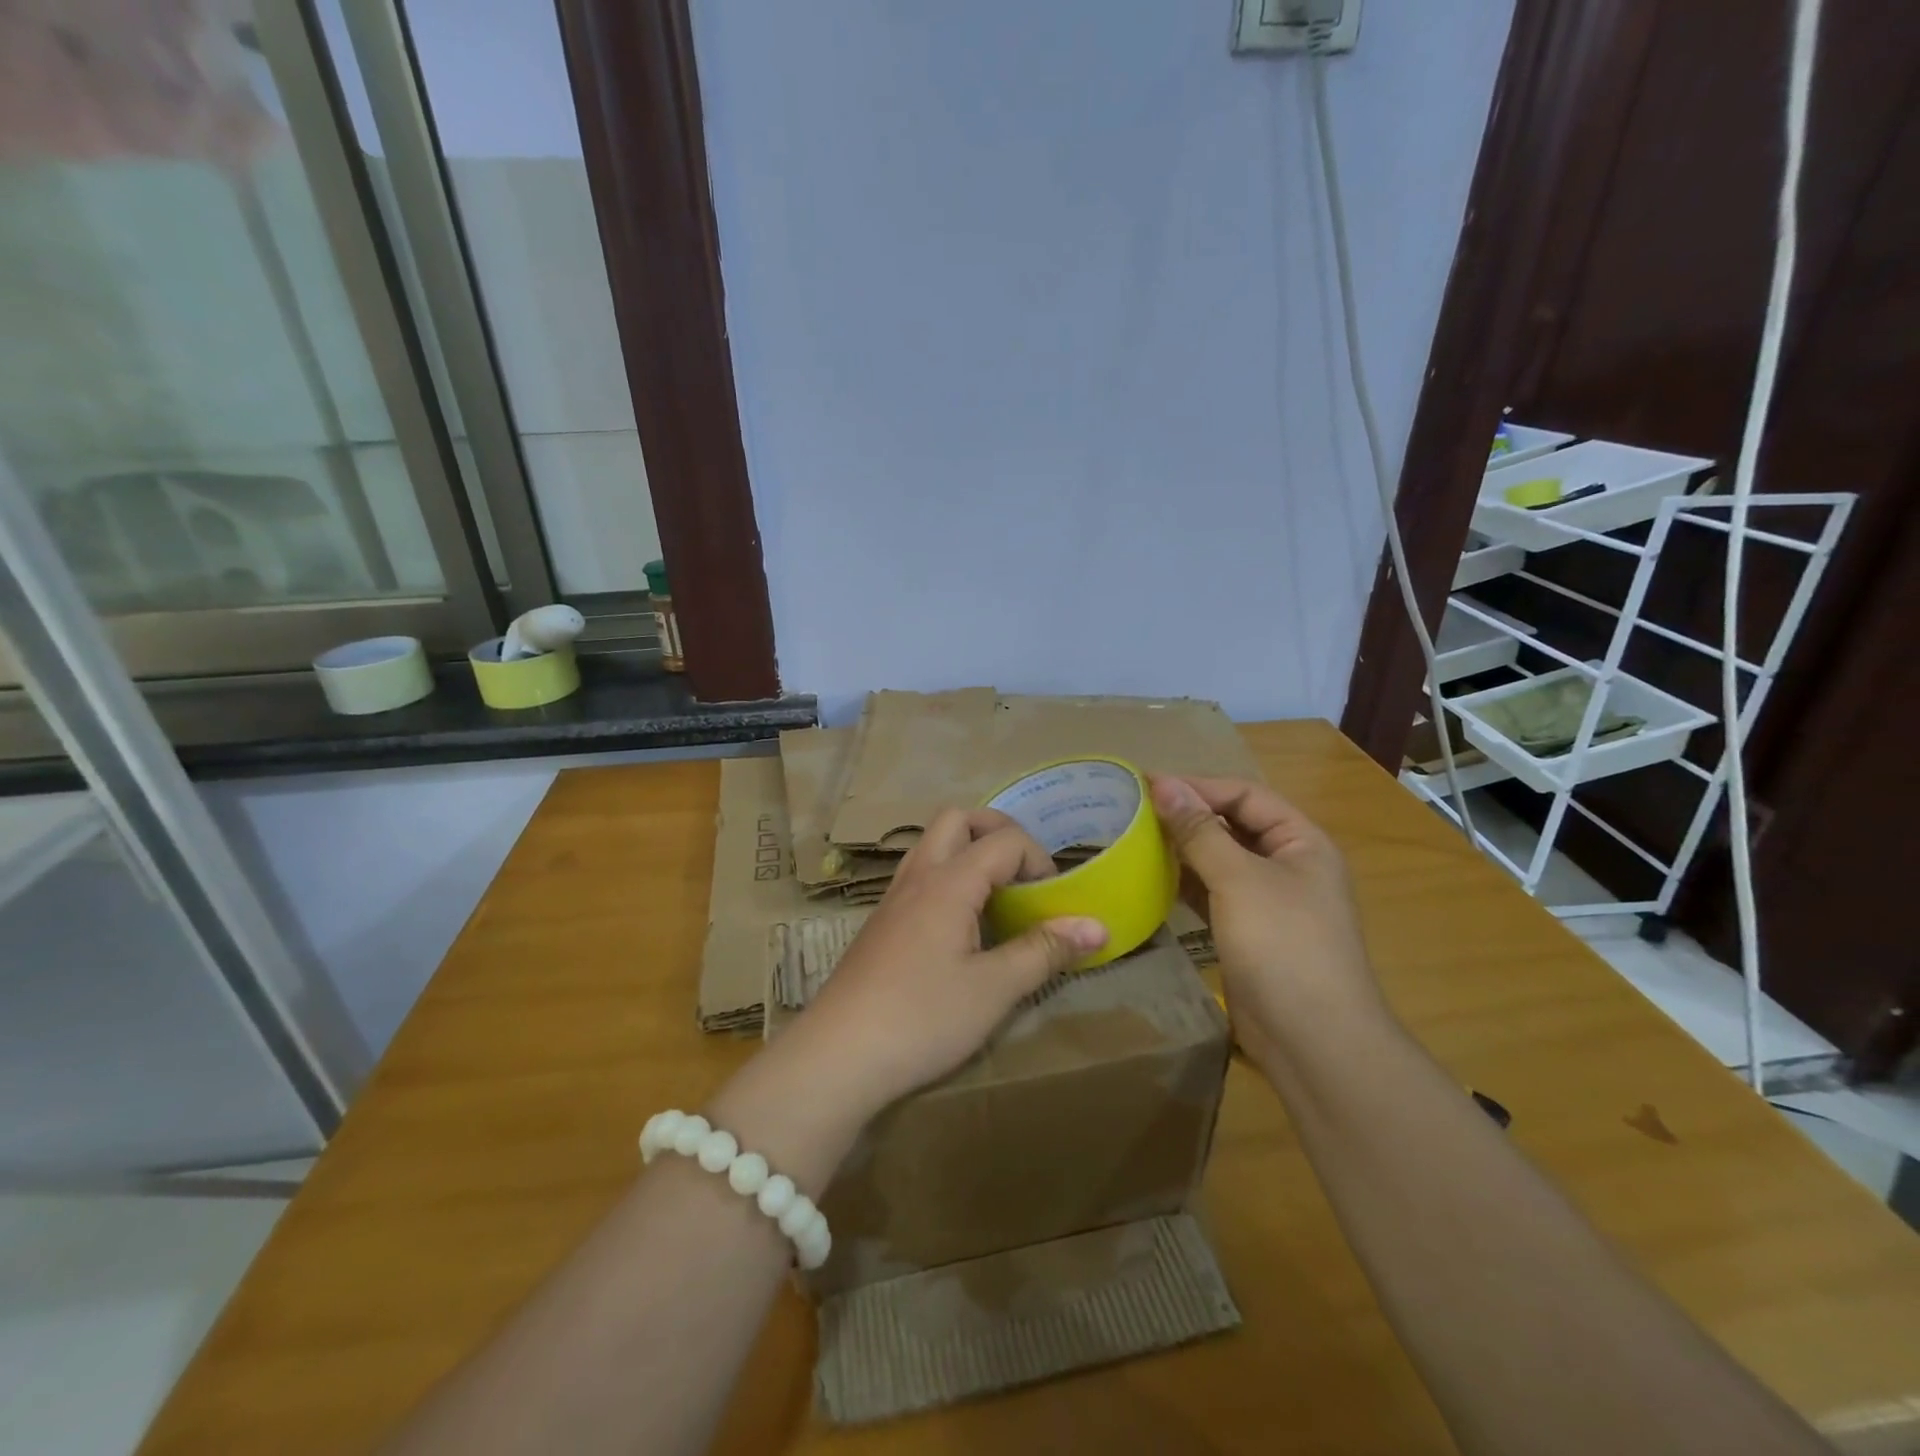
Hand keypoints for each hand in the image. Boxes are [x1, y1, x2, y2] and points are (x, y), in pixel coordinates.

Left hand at [792, 808, 1107, 1117]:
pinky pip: (918, 874)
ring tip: (996, 893)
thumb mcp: (994, 989)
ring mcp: (893, 897)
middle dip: (998, 831)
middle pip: (958, 819)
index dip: (1039, 860)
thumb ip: (1045, 951)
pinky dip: (947, 876)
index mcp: (948, 882)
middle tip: (1024, 872)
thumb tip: (1098, 926)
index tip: (1055, 901)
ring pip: (931, 843)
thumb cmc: (922, 1019)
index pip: (1004, 841)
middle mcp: (917, 876)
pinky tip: (960, 924)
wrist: (838, 1055)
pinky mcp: (880, 922)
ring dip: (968, 850)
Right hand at [1148, 775, 1383, 1065]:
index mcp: (1301, 842)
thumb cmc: (1282, 945)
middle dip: (1188, 816)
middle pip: (1233, 825)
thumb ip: (1199, 831)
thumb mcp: (1238, 879)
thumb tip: (1164, 784)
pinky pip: (1213, 894)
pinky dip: (1185, 884)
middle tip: (1134, 811)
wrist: (1313, 1039)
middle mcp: (1288, 865)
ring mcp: (1269, 902)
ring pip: (1220, 861)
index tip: (1146, 784)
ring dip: (1183, 850)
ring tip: (1134, 840)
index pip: (1245, 795)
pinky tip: (1151, 880)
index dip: (1198, 786)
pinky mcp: (1249, 933)